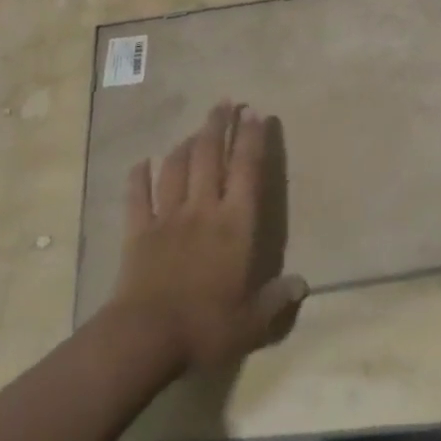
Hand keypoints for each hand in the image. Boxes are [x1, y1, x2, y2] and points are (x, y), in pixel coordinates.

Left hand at [108, 101, 307, 371]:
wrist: (145, 337)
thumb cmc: (205, 327)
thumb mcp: (252, 321)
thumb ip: (277, 300)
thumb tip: (303, 285)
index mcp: (235, 224)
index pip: (247, 170)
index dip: (253, 139)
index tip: (256, 114)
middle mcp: (203, 209)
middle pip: (211, 156)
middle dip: (219, 126)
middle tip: (225, 102)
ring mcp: (168, 217)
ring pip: (177, 168)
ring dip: (186, 145)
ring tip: (195, 130)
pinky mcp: (138, 232)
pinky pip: (138, 196)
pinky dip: (139, 177)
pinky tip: (141, 163)